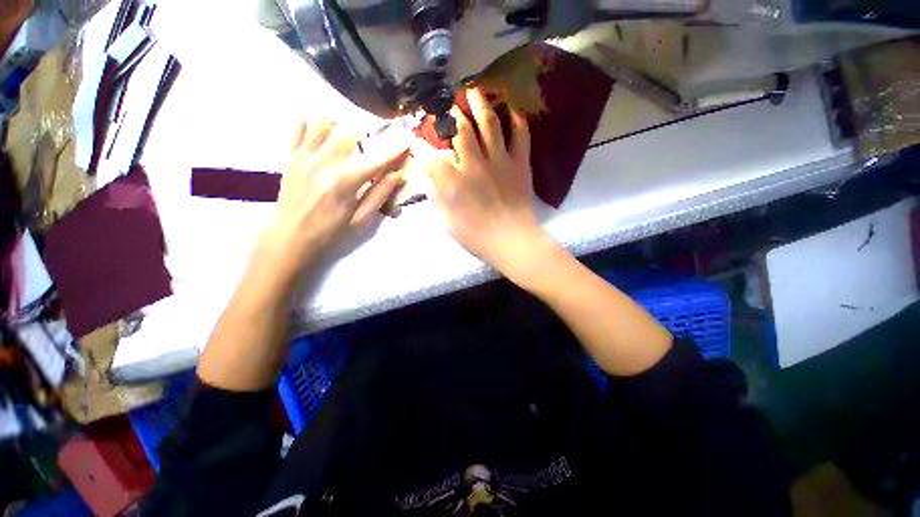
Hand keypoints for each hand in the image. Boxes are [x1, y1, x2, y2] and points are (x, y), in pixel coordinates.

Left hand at [262, 120, 410, 274]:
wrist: (291, 238)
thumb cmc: (330, 232)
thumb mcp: (360, 220)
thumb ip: (379, 195)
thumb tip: (398, 175)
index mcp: (344, 184)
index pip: (374, 161)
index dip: (393, 150)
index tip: (406, 141)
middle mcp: (323, 164)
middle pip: (349, 133)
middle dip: (366, 137)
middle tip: (371, 149)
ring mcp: (304, 157)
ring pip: (323, 123)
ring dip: (340, 127)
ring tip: (347, 141)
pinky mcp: (291, 156)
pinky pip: (300, 127)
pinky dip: (314, 125)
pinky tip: (324, 137)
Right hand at [411, 88, 554, 281]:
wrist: (511, 241)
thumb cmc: (476, 236)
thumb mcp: (446, 221)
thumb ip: (434, 195)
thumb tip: (428, 176)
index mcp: (452, 180)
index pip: (428, 153)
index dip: (418, 143)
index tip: (414, 139)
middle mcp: (473, 163)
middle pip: (458, 127)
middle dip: (447, 113)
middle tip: (443, 107)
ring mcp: (499, 160)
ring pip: (488, 122)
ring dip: (479, 103)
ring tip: (472, 90)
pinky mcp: (519, 163)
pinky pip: (520, 134)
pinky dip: (517, 120)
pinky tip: (510, 110)